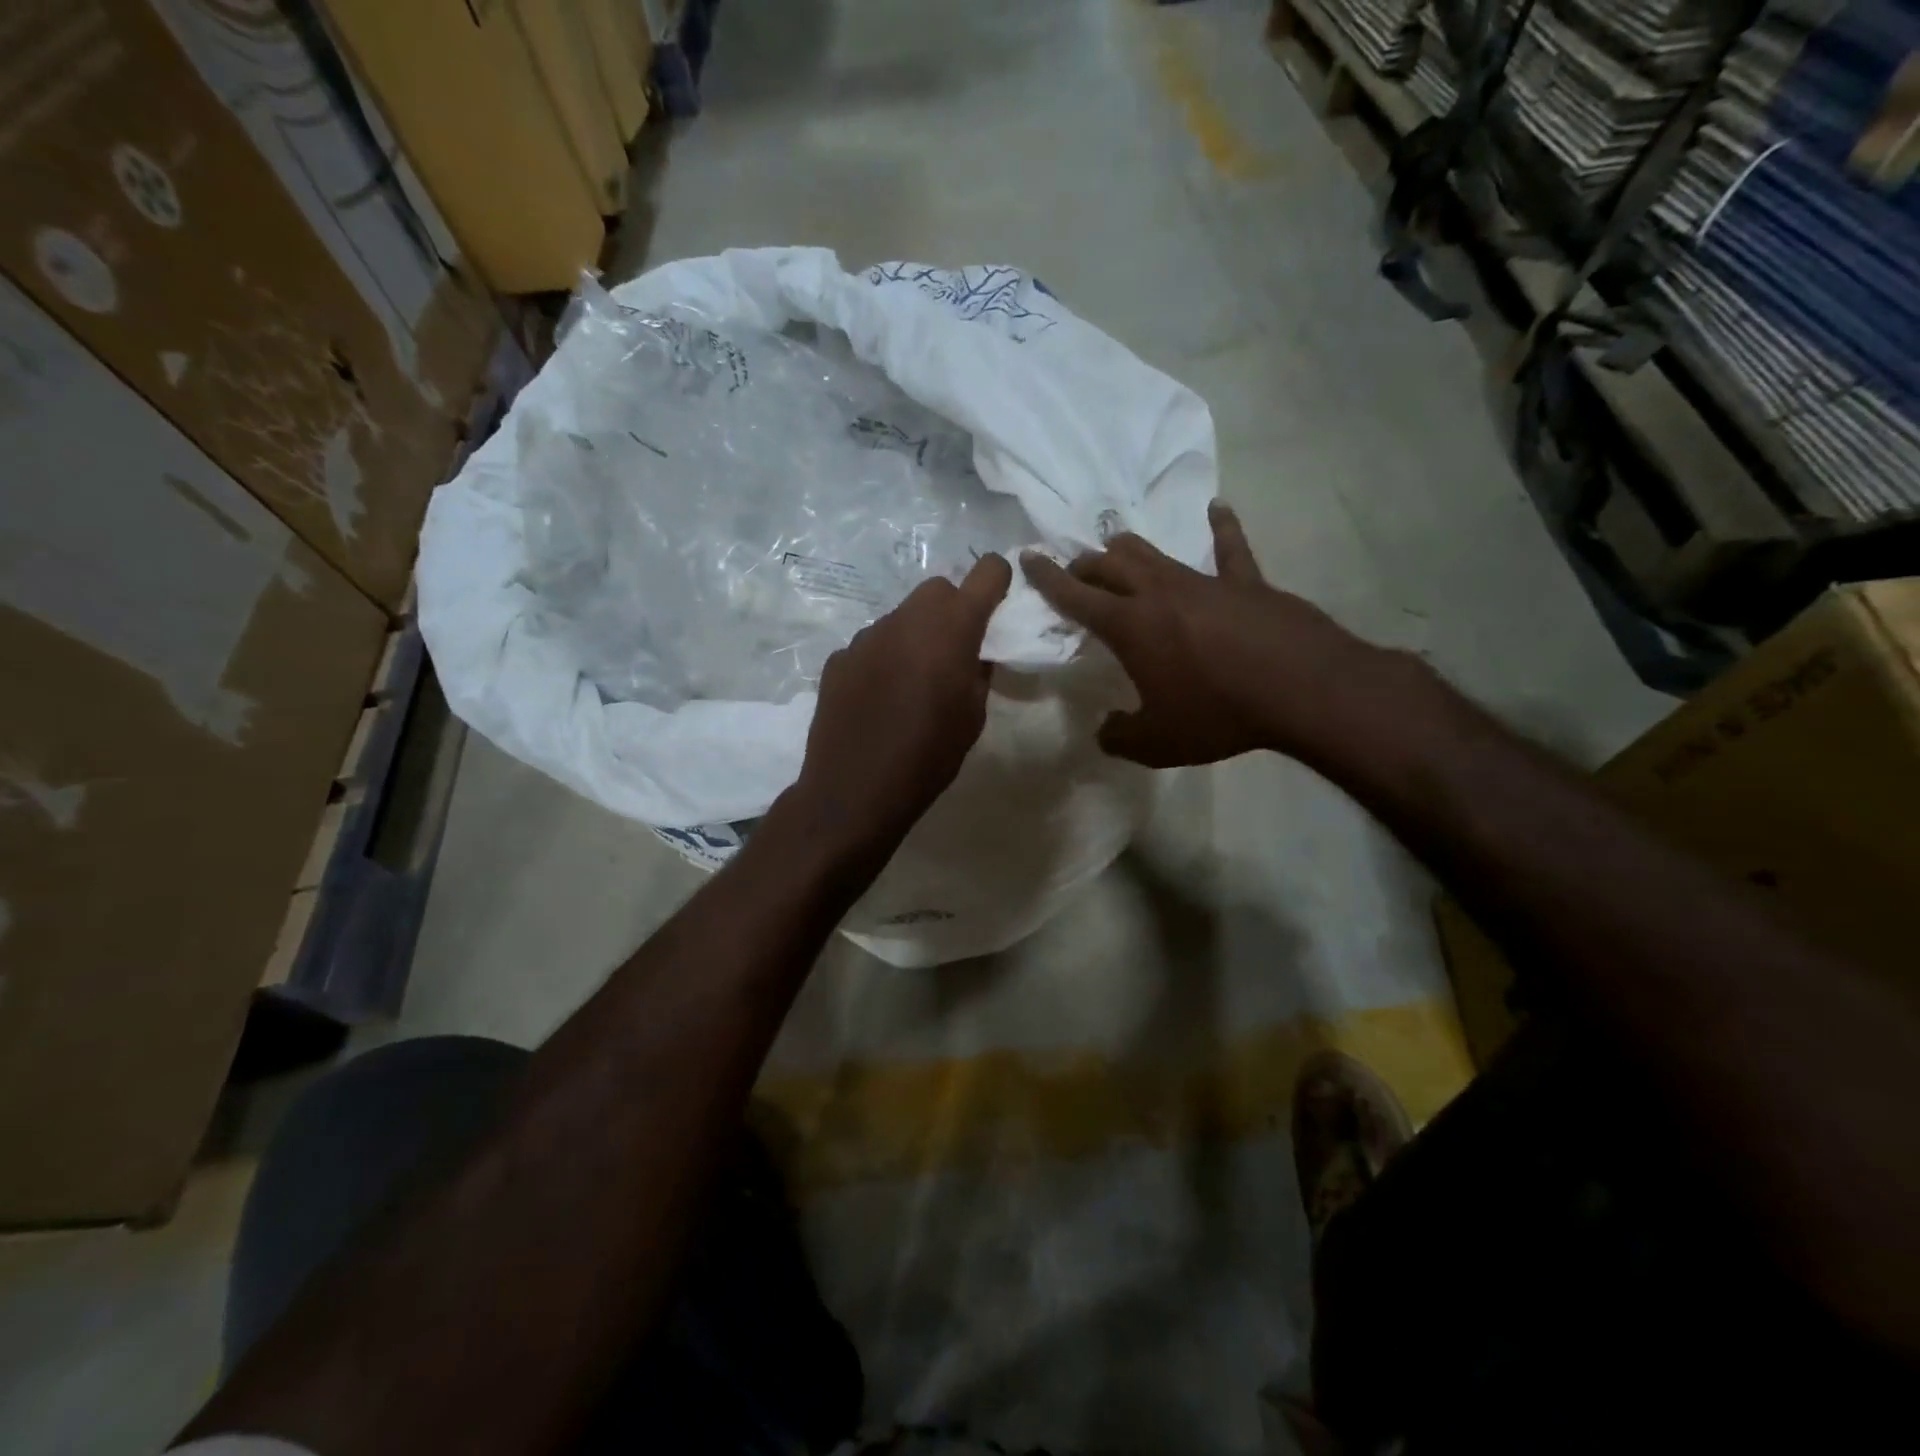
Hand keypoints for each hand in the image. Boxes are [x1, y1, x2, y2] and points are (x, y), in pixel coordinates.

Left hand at [786, 554, 1012, 861]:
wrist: (854, 791)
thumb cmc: (928, 757)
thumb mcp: (973, 718)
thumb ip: (979, 672)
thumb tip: (975, 653)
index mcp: (951, 629)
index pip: (986, 573)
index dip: (997, 580)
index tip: (998, 601)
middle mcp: (907, 619)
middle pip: (937, 590)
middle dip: (953, 609)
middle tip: (956, 649)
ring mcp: (867, 636)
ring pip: (902, 617)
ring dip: (916, 634)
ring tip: (914, 680)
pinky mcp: (839, 657)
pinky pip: (872, 644)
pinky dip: (884, 658)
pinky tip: (879, 697)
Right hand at [1020, 501, 1395, 767]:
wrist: (1302, 690)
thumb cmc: (1219, 714)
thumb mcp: (1158, 744)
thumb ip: (1120, 737)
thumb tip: (1104, 731)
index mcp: (1129, 626)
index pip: (1075, 595)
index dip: (1047, 577)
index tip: (1028, 556)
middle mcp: (1159, 592)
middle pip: (1110, 564)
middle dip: (1085, 565)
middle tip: (1076, 572)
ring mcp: (1204, 581)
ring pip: (1154, 551)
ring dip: (1127, 549)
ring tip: (1116, 549)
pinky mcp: (1247, 582)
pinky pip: (1230, 546)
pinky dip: (1220, 527)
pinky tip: (1217, 510)